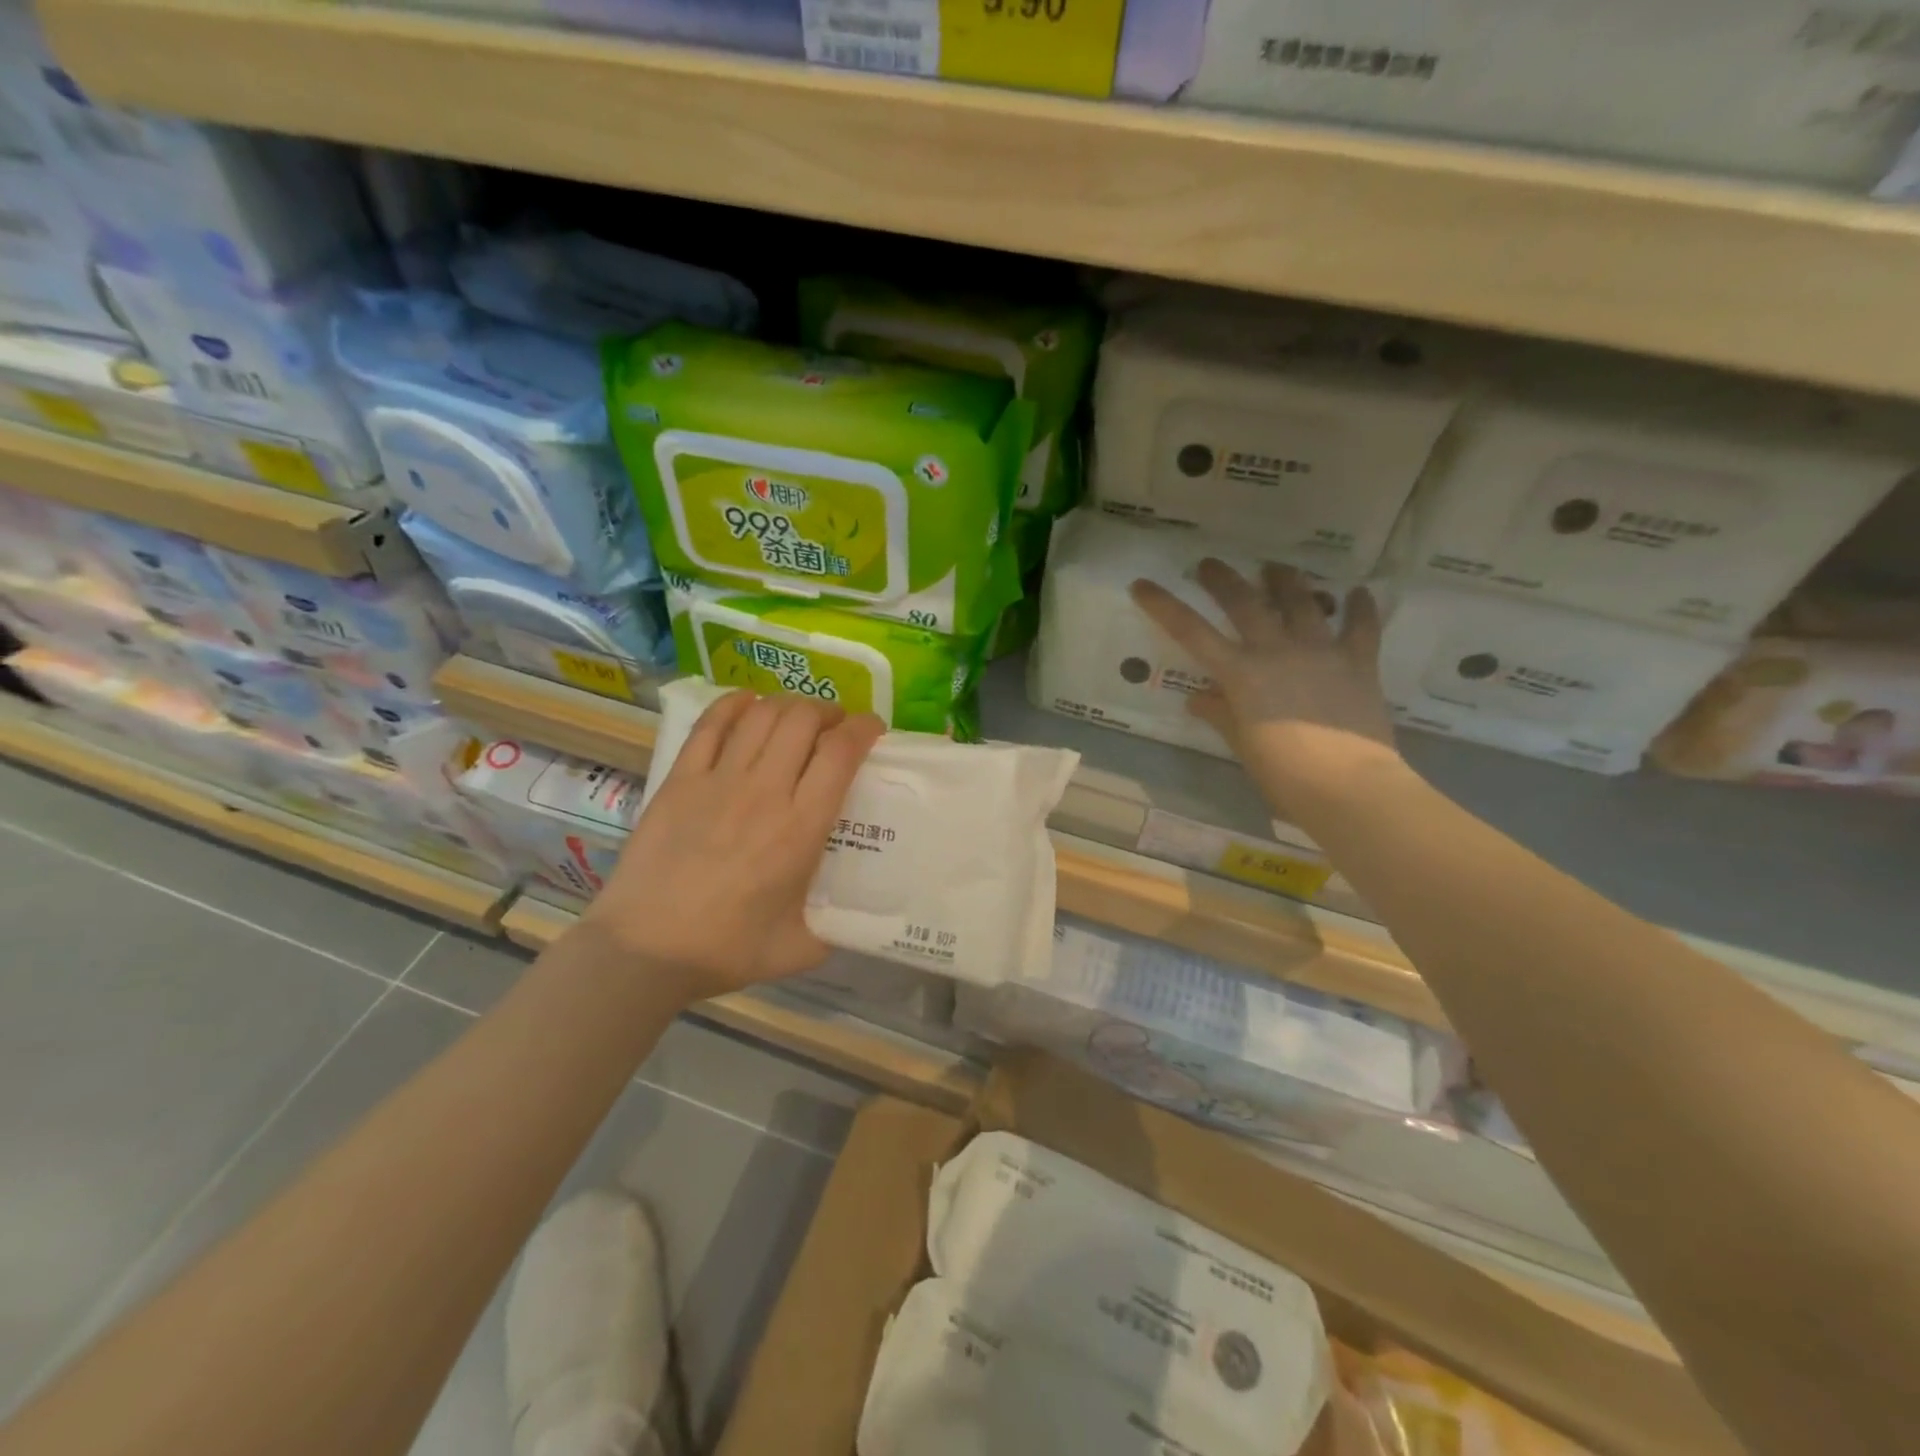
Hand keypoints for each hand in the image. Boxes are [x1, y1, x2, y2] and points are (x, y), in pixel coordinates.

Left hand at [580, 690, 884, 1001]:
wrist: (645, 950)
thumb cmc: (726, 949)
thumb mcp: (800, 949)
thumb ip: (835, 930)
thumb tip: (853, 920)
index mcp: (801, 828)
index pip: (840, 753)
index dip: (863, 728)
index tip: (872, 728)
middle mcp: (765, 792)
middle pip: (803, 720)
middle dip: (828, 710)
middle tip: (835, 724)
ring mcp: (718, 780)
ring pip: (762, 715)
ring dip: (788, 704)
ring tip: (798, 715)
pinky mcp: (680, 780)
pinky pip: (710, 725)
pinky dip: (733, 704)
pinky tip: (747, 701)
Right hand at [1129, 561, 1400, 813]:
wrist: (1347, 785)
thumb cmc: (1282, 774)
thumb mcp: (1242, 744)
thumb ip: (1221, 714)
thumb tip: (1198, 699)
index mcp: (1240, 674)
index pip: (1191, 632)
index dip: (1164, 606)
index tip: (1143, 584)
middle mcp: (1276, 651)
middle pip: (1244, 602)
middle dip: (1222, 579)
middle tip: (1209, 564)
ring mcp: (1320, 651)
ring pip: (1301, 601)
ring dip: (1285, 580)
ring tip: (1276, 567)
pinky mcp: (1358, 662)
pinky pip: (1360, 627)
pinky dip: (1359, 608)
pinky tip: (1358, 592)